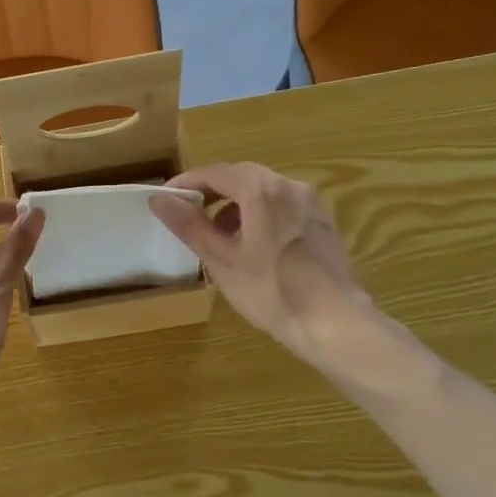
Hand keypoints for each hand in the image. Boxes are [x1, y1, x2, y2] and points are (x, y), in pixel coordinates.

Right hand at [150, 163, 373, 365]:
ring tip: (220, 236)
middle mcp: (290, 186)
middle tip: (190, 215)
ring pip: (265, 192)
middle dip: (213, 192)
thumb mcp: (222, 260)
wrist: (336, 323)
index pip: (216, 172)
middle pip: (243, 177)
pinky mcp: (323, 223)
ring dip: (237, 205)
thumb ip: (189, 225)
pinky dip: (261, 215)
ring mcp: (311, 204)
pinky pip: (283, 207)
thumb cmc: (272, 291)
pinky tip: (253, 246)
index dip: (187, 182)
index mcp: (262, 191)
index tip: (166, 198)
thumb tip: (159, 200)